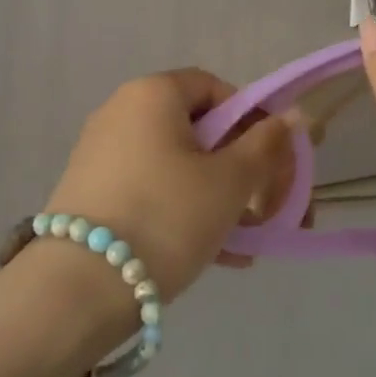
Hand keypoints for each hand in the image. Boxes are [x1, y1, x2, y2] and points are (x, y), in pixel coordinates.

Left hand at [44, 69, 294, 302]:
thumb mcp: (229, 182)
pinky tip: (218, 256)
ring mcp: (102, 154)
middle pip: (198, 130)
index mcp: (153, 93)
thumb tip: (297, 114)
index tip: (273, 162)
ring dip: (219, 197)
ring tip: (247, 242)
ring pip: (178, 166)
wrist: (79, 288)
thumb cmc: (167, 216)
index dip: (252, 120)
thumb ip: (266, 145)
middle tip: (267, 209)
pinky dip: (185, 212)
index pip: (215, 88)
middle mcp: (121, 112)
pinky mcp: (91, 194)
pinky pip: (152, 191)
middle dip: (241, 169)